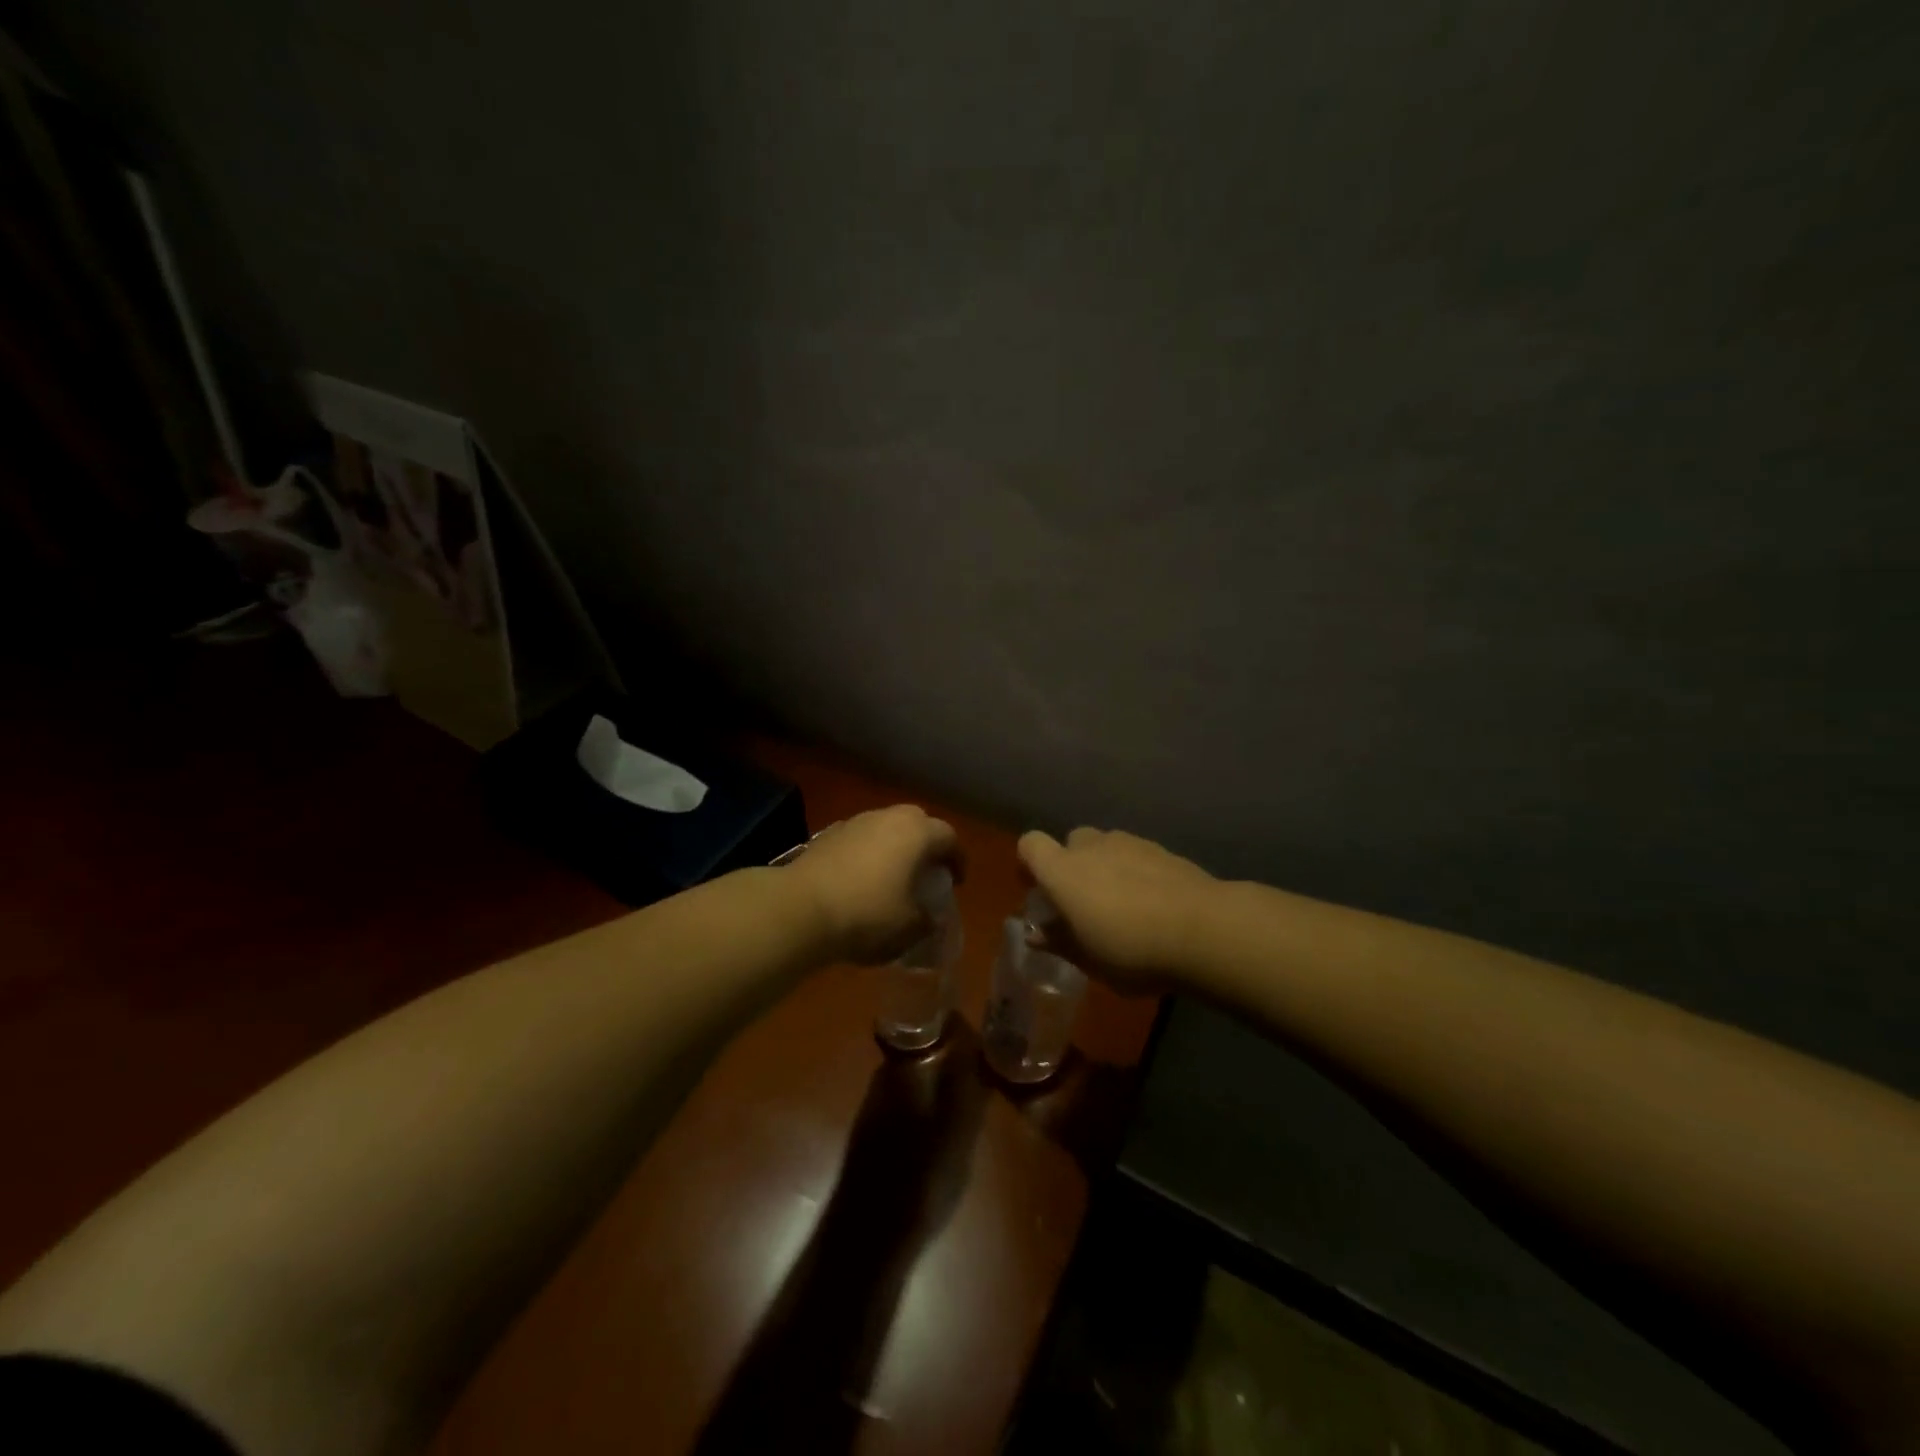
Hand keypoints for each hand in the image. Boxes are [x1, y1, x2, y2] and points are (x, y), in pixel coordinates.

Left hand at [787, 805, 963, 963]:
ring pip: (884, 827)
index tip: (957, 881)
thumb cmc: (867, 915)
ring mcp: (854, 822)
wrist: (800, 909)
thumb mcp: (909, 928)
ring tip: (893, 875)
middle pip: (917, 822)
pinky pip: (859, 838)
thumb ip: (928, 921)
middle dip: (926, 843)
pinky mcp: (826, 835)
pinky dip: (866, 853)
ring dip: (894, 846)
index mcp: (916, 833)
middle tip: (927, 870)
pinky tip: (860, 878)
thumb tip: (930, 918)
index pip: (949, 837)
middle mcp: (887, 817)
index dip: (957, 859)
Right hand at [1017, 827, 1219, 992]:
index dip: (1028, 863)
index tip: (1037, 891)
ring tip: (1122, 904)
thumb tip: (1035, 933)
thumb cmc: (1132, 950)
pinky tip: (1152, 902)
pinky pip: (1136, 854)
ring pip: (1106, 846)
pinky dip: (1135, 871)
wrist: (1204, 930)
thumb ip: (1059, 942)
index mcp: (1063, 871)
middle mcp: (1092, 847)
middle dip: (1071, 865)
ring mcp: (1130, 843)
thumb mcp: (1088, 960)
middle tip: (1083, 901)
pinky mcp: (1163, 850)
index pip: (1030, 844)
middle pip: (1071, 842)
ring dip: (1105, 866)